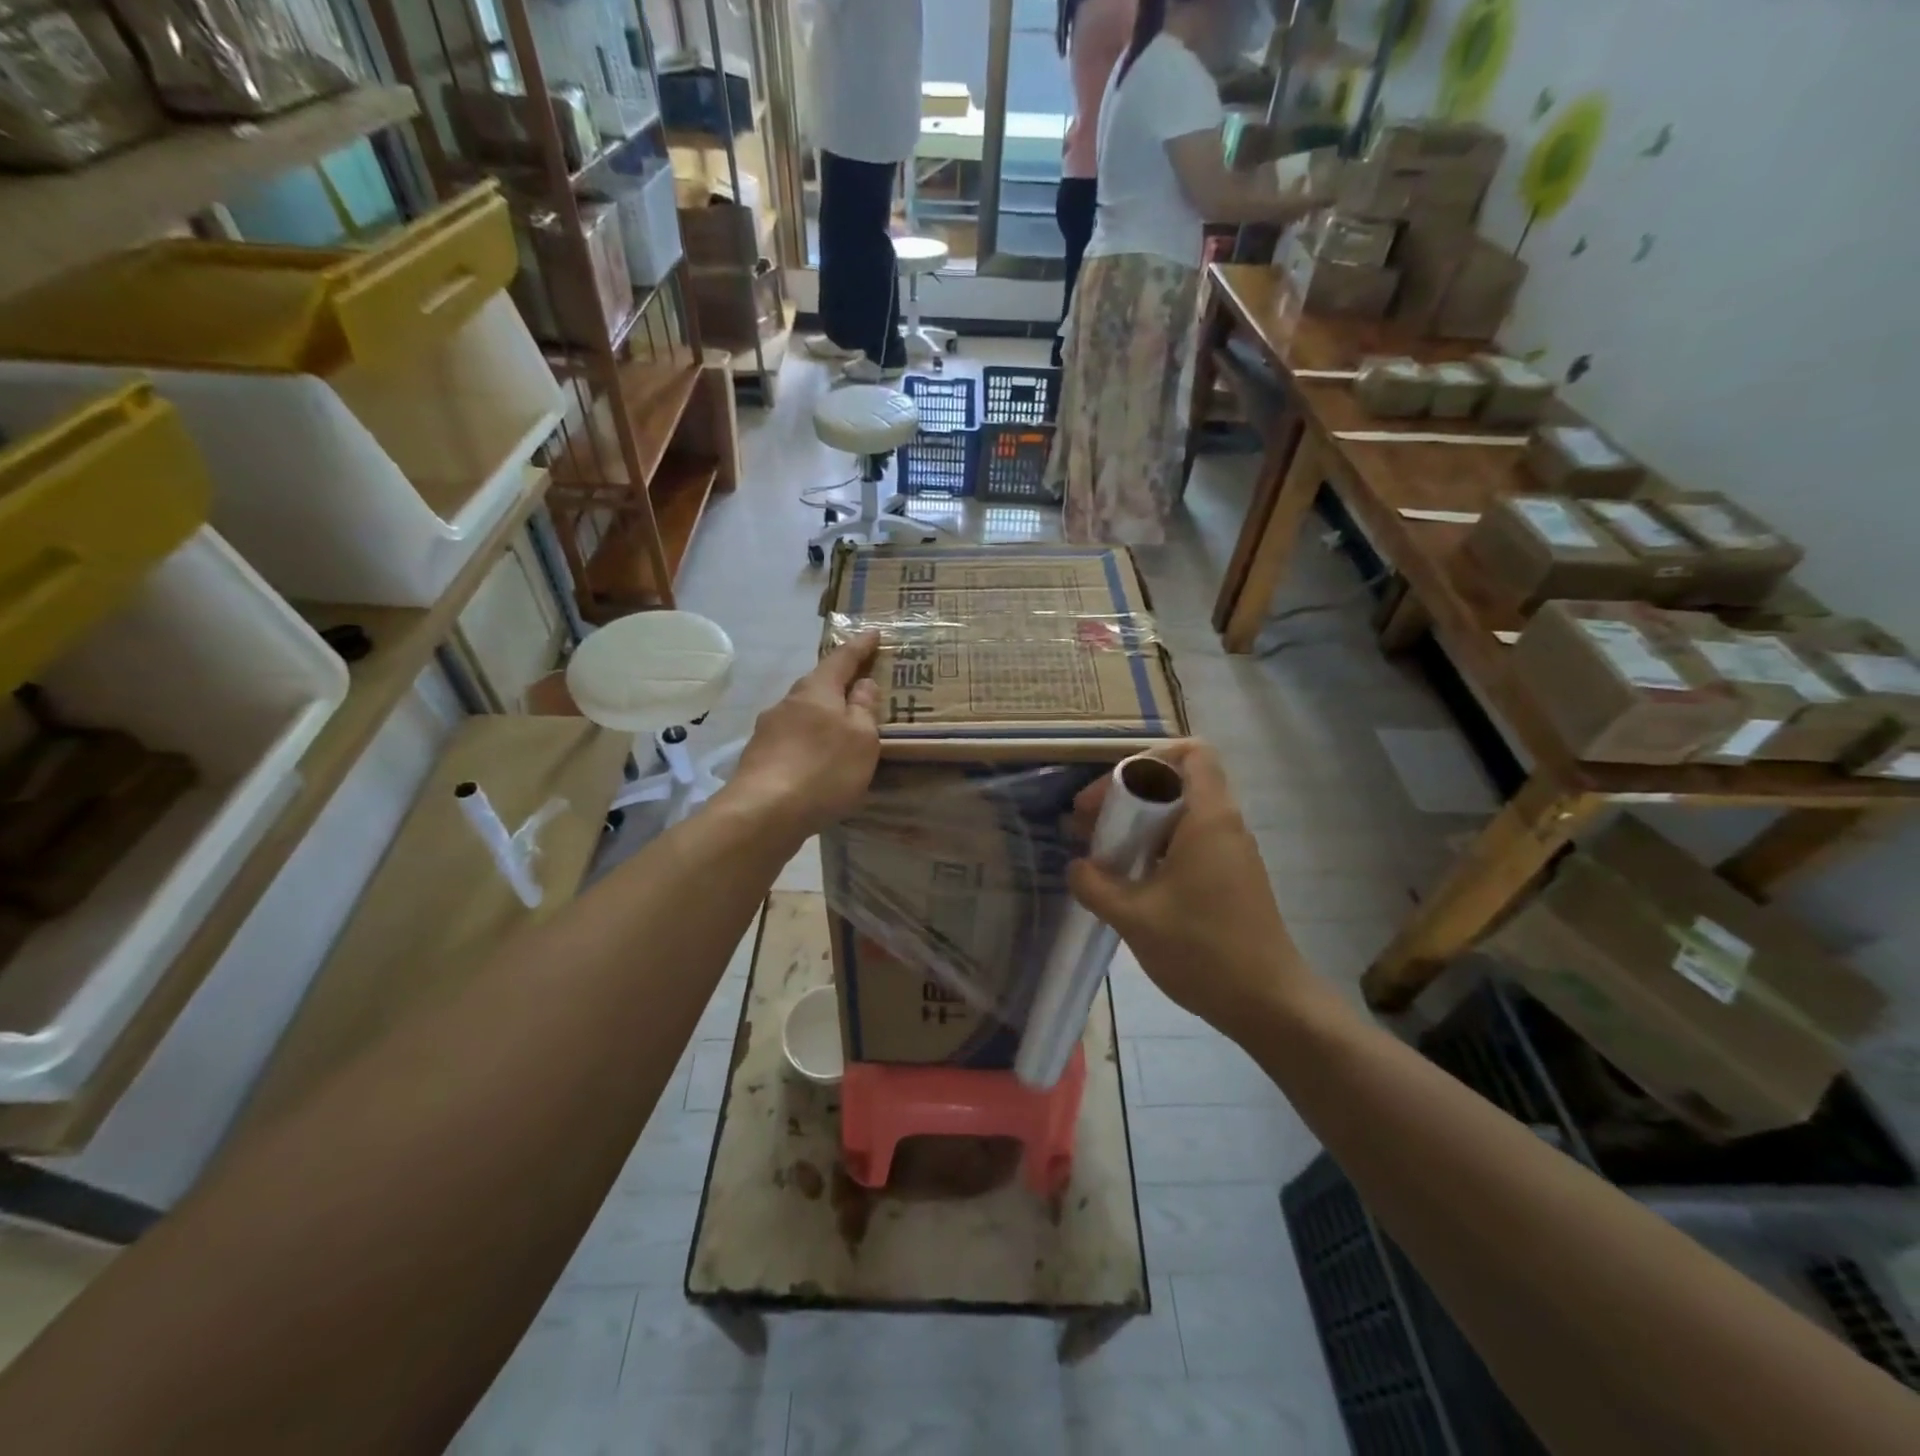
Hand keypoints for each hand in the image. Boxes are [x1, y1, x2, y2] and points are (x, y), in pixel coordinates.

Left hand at [724, 633, 880, 838]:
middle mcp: (788, 702)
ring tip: (840, 729)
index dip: (860, 646)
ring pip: (802, 713)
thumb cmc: (823, 769)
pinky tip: (816, 760)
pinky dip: (808, 742)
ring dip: (821, 716)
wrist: (763, 812)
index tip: (873, 633)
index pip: (842, 659)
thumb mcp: (861, 739)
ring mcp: (768, 730)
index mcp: (816, 690)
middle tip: (858, 685)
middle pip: (817, 685)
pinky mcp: (759, 758)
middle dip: (837, 683)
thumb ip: (864, 709)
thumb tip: (863, 683)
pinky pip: (791, 740)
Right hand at [1067, 741, 1308, 1033]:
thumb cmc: (1202, 950)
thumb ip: (1095, 885)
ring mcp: (1231, 852)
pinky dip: (1157, 848)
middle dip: (1129, 795)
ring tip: (1101, 853)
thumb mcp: (1134, 916)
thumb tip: (1076, 867)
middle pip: (1177, 782)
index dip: (1147, 759)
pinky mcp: (1231, 878)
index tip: (1111, 793)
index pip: (1190, 753)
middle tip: (1090, 824)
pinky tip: (1129, 880)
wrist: (1269, 1004)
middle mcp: (1225, 824)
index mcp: (1208, 818)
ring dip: (1140, 825)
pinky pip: (1190, 842)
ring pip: (1182, 815)